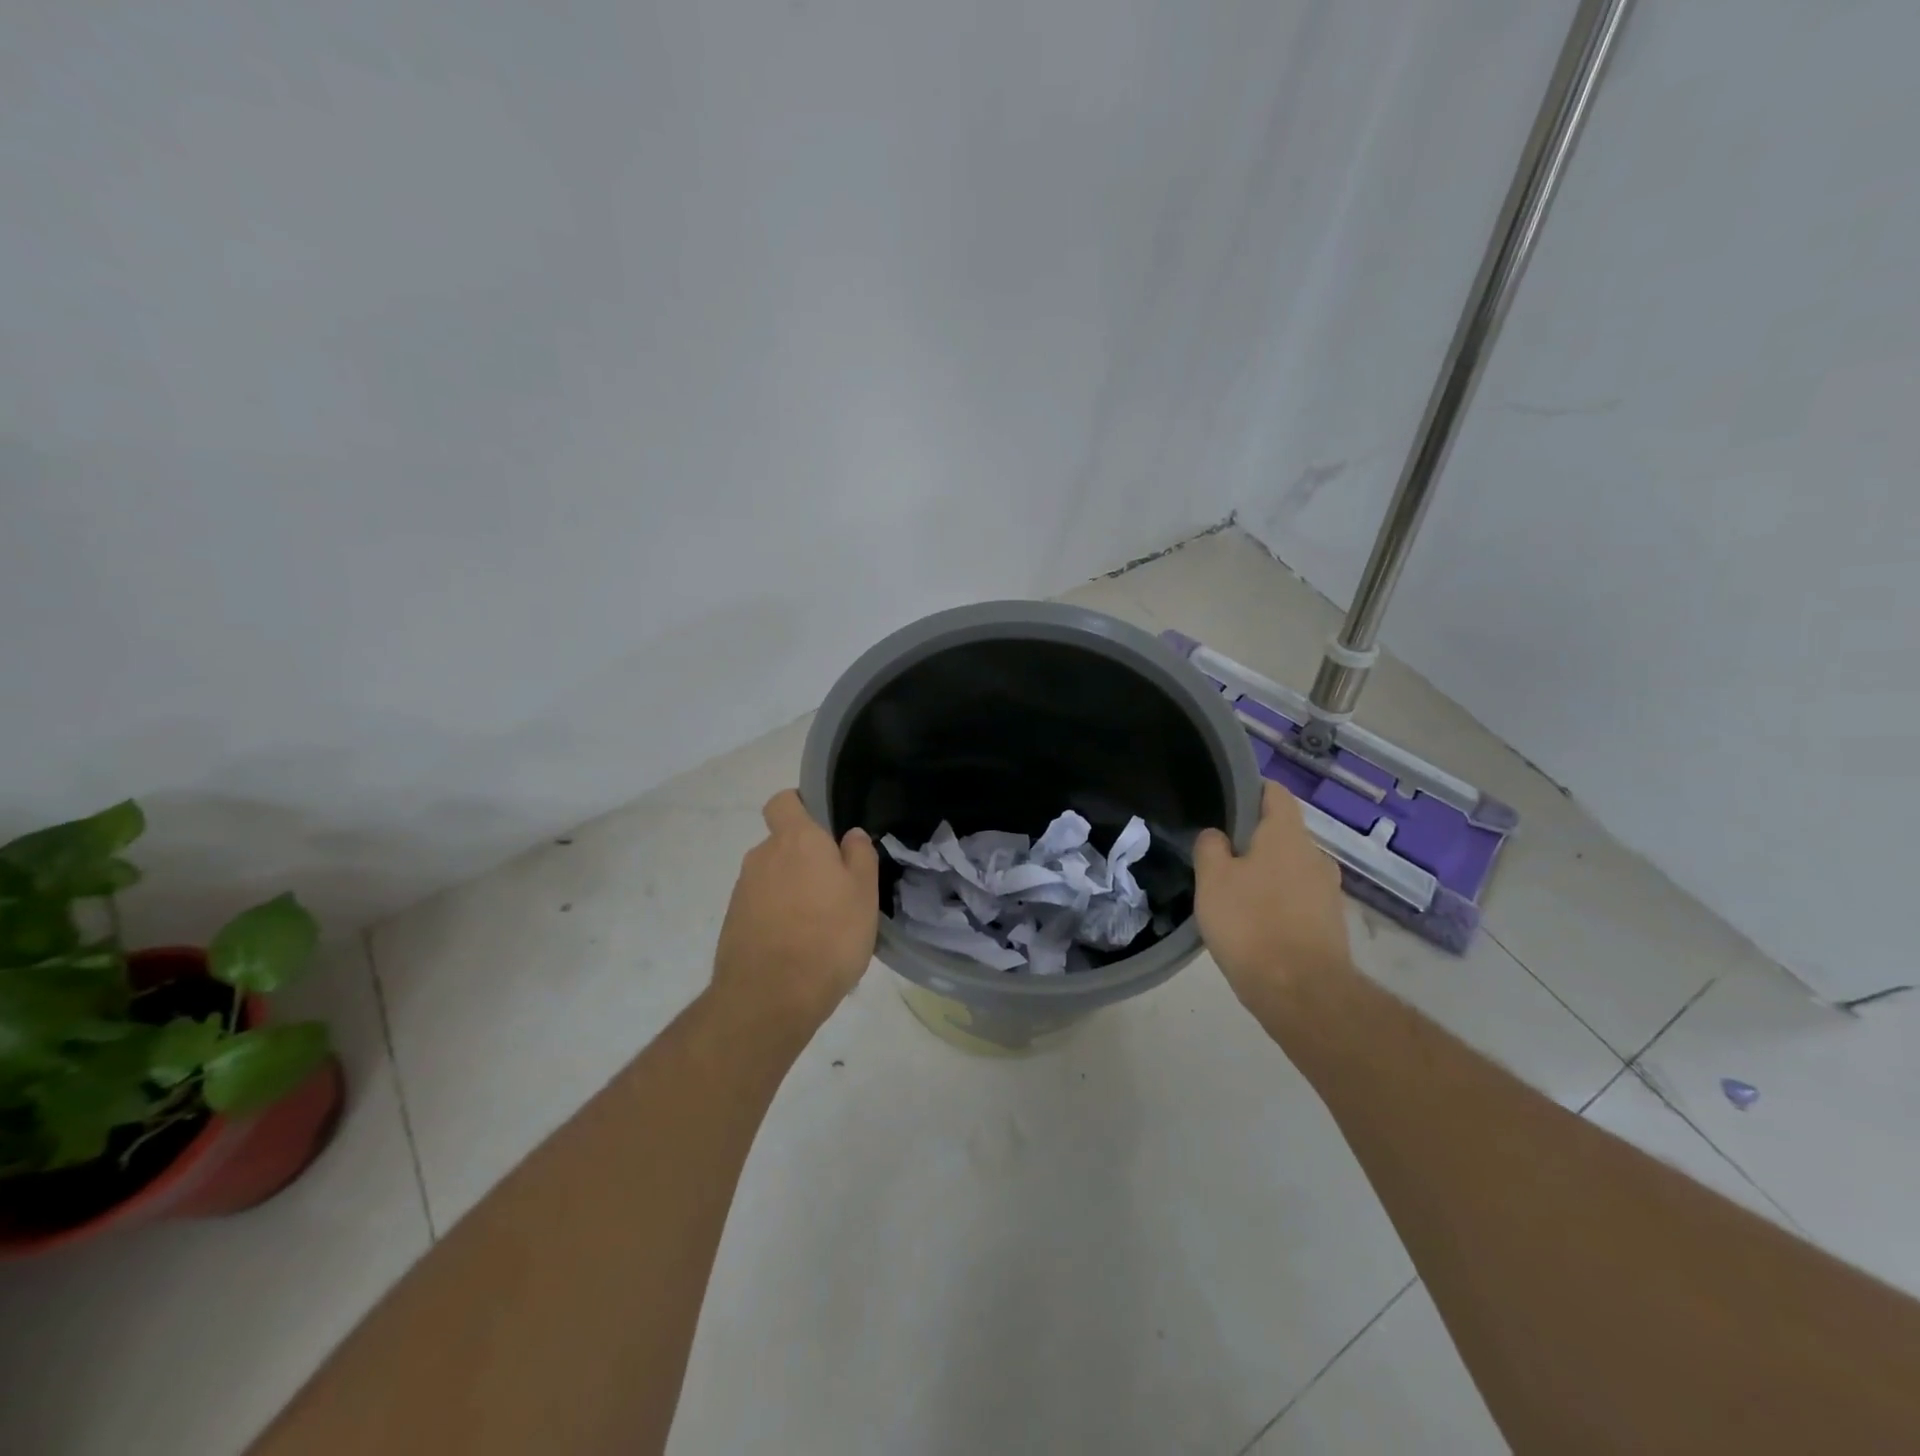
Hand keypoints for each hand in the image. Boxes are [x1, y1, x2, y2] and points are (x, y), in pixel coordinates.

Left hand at [709, 790, 879, 1042]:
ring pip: (772, 878)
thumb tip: (850, 835)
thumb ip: (860, 856)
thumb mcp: (864, 894)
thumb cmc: (828, 936)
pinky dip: (777, 917)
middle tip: (835, 889)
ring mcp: (743, 891)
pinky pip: (761, 907)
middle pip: (782, 844)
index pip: (784, 801)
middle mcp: (763, 856)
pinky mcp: (732, 923)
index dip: (801, 807)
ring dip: (792, 891)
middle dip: (804, 860)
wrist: (769, 999)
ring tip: (820, 926)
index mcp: (796, 840)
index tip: (824, 830)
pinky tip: (798, 947)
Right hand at [1194, 781, 1352, 1015]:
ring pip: (1290, 869)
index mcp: (1287, 836)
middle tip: (1219, 857)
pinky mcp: (1330, 924)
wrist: (1302, 993)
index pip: (1276, 793)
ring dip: (1266, 874)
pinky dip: (1278, 903)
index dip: (1251, 790)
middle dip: (1253, 840)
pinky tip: (1254, 923)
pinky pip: (1298, 899)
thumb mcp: (1212, 880)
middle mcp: (1315, 856)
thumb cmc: (1251, 924)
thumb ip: (1210, 847)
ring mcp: (1328, 892)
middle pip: (1282, 834)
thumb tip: (1217, 836)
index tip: (1226, 801)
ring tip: (1233, 894)